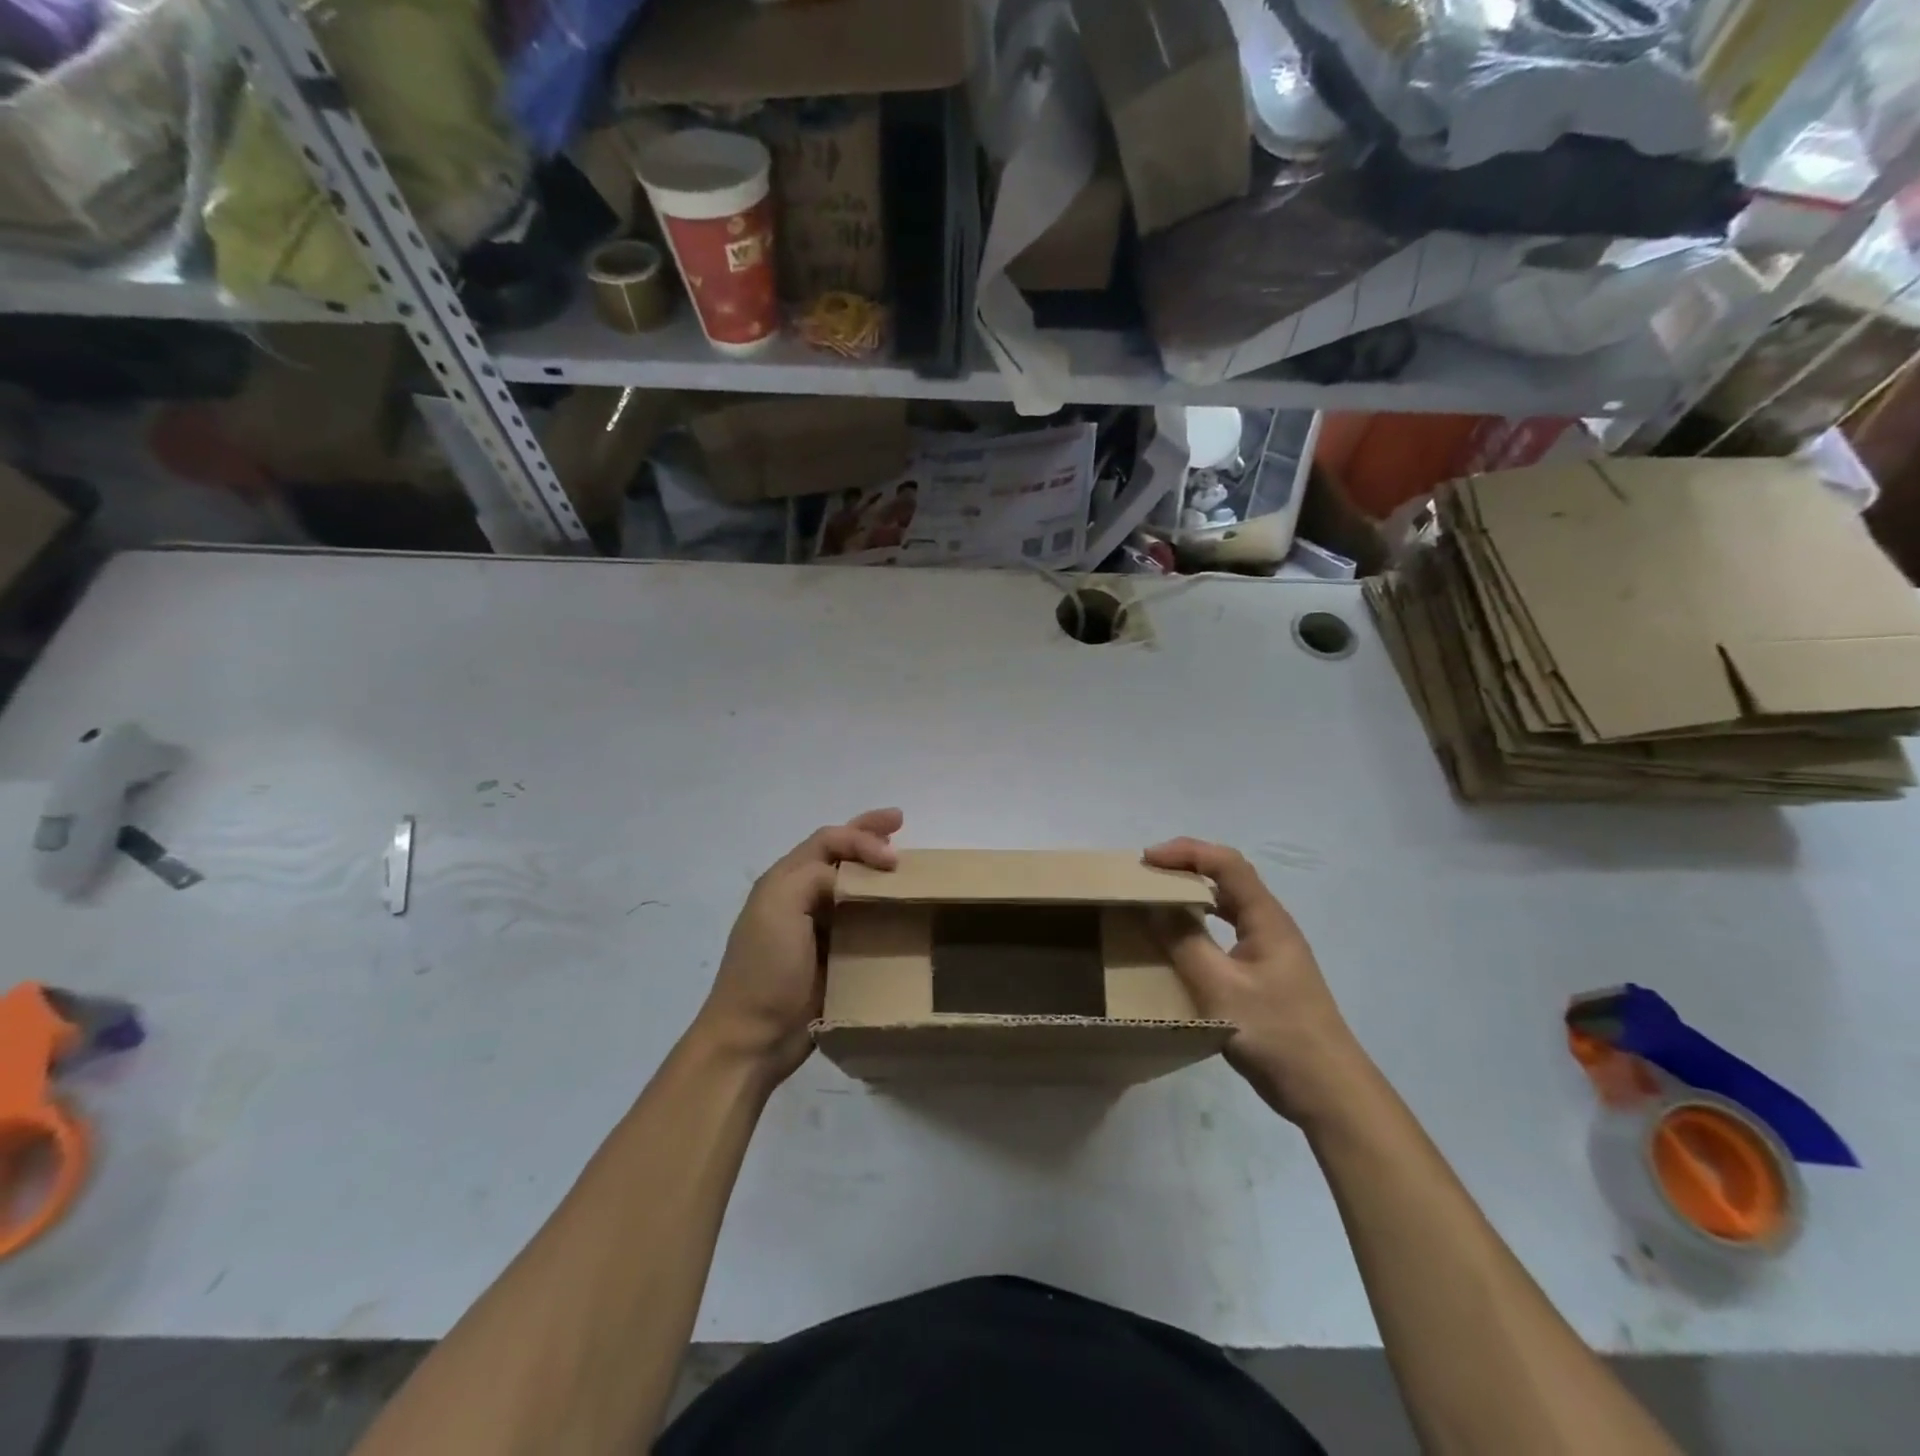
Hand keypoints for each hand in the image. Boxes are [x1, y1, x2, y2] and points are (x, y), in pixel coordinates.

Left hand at [693, 809, 902, 1083]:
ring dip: (877, 871)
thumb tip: (852, 878)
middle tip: (900, 821)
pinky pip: (861, 923)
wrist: (754, 1037)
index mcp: (785, 881)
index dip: (861, 837)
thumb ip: (815, 877)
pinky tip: (901, 913)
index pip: (828, 841)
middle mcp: (801, 898)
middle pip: (839, 854)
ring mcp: (817, 929)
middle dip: (868, 835)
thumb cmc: (765, 968)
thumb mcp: (780, 907)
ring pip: (853, 886)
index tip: (893, 857)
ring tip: (906, 864)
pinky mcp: (833, 958)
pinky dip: (881, 910)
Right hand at [1143, 837, 1370, 1124]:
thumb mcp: (1220, 987)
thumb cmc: (1276, 1033)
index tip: (1147, 861)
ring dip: (1192, 898)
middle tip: (1146, 878)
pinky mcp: (1266, 977)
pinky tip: (1180, 946)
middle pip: (1228, 879)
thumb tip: (1155, 906)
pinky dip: (1200, 928)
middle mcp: (1271, 926)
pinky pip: (1227, 935)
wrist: (1328, 1092)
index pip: (1226, 863)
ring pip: (1228, 908)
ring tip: (1156, 903)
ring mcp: (1271, 952)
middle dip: (1186, 869)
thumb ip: (1185, 942)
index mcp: (1266, 919)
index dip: (1186, 852)